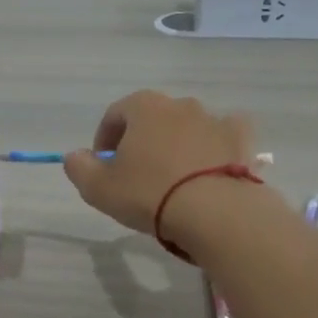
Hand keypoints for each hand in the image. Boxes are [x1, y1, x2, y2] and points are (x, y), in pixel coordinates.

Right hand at [63, 91, 255, 245]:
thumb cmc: (149, 195)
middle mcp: (180, 104)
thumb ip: (79, 167)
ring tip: (175, 177)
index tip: (103, 166)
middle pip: (153, 118)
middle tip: (137, 174)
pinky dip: (216, 146)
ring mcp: (215, 119)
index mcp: (144, 107)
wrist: (215, 212)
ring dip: (178, 143)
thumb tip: (76, 156)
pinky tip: (212, 167)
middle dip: (142, 140)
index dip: (104, 139)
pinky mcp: (241, 139)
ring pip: (189, 126)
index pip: (115, 114)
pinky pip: (224, 136)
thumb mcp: (98, 188)